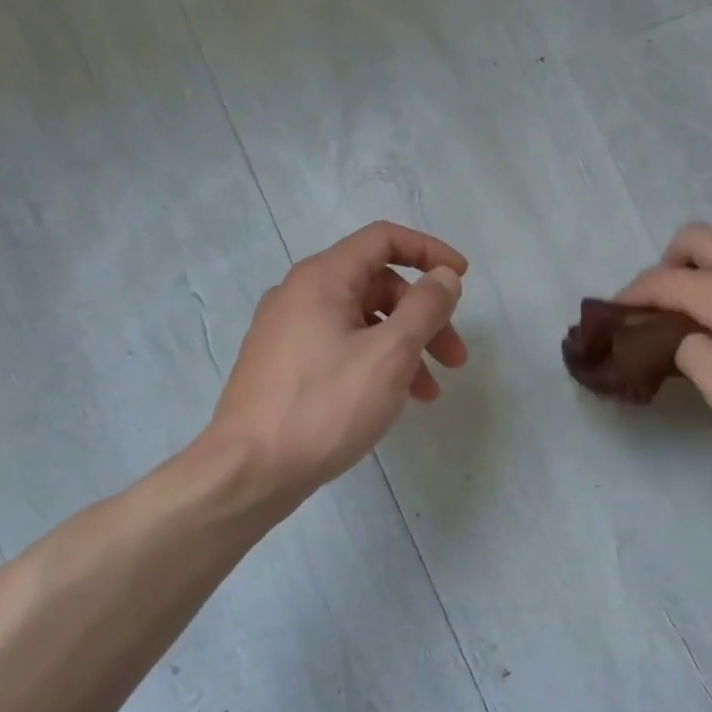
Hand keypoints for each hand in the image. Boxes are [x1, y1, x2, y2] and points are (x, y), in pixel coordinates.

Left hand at [199, 222, 467, 500]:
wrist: (249, 472)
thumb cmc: (324, 406)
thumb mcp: (390, 353)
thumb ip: (425, 307)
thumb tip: (444, 276)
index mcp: (322, 278)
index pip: (384, 239)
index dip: (429, 251)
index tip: (462, 279)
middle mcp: (300, 294)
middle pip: (378, 285)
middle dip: (424, 315)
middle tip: (454, 358)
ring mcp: (287, 331)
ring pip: (362, 322)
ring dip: (405, 346)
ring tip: (428, 392)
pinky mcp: (284, 366)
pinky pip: (341, 347)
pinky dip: (375, 362)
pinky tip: (391, 399)